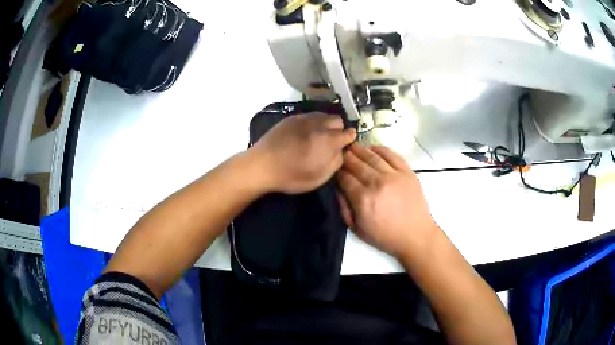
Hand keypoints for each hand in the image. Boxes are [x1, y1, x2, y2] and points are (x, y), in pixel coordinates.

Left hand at [250, 113, 355, 193]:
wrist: (262, 165)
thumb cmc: (291, 175)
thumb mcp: (319, 177)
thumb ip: (336, 162)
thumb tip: (341, 150)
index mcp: (328, 140)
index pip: (348, 133)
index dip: (349, 140)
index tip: (345, 145)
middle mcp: (319, 124)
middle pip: (337, 120)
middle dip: (338, 130)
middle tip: (330, 142)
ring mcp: (304, 118)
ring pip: (323, 115)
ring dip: (325, 124)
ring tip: (317, 136)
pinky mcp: (292, 117)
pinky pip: (309, 115)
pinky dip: (312, 122)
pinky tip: (304, 133)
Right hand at [336, 143, 437, 257]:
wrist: (415, 236)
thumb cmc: (385, 237)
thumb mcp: (357, 229)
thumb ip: (344, 208)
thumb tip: (337, 189)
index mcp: (363, 199)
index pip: (345, 178)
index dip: (337, 171)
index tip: (334, 167)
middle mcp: (377, 183)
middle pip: (357, 164)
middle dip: (346, 157)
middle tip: (340, 151)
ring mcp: (394, 176)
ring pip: (372, 157)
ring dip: (360, 150)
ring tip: (353, 145)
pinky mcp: (407, 172)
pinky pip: (392, 155)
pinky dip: (380, 149)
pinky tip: (372, 148)